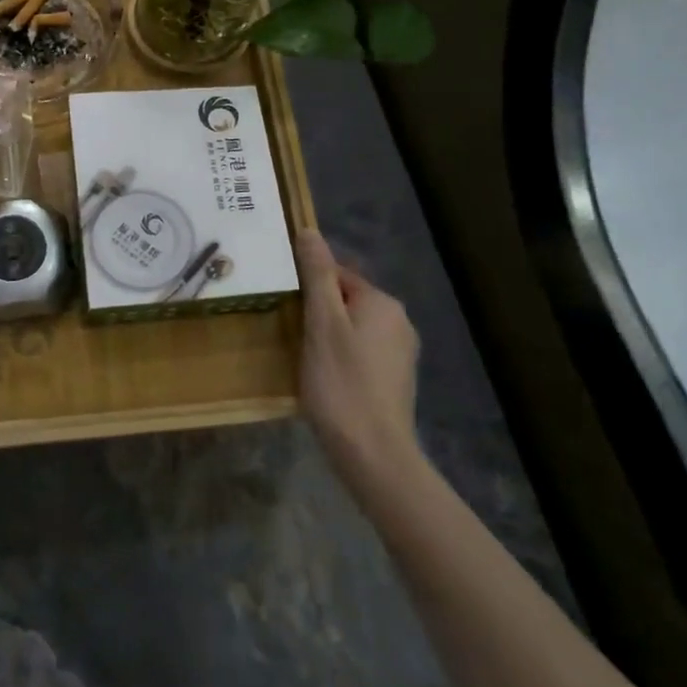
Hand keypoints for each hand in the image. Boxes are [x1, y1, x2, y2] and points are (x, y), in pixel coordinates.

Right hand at [296, 230, 423, 499]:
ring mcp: (401, 353)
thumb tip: (309, 231)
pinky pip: (362, 353)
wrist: (374, 454)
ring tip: (303, 357)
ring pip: (354, 328)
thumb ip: (317, 276)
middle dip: (318, 311)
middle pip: (347, 301)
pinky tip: (325, 379)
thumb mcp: (322, 324)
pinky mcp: (396, 380)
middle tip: (290, 332)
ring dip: (329, 336)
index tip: (285, 305)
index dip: (308, 286)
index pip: (338, 275)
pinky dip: (342, 358)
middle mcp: (399, 321)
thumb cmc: (341, 384)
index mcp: (382, 302)